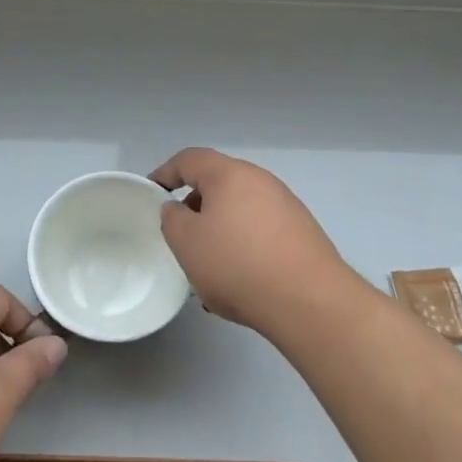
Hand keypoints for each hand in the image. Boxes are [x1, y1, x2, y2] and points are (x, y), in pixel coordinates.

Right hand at [151, 148, 354, 337]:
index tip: (151, 193)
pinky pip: (260, 232)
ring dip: (219, 231)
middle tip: (180, 235)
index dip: (166, 173)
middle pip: (218, 184)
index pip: (190, 159)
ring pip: (240, 211)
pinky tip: (239, 284)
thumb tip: (177, 208)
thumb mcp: (186, 242)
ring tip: (208, 269)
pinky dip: (243, 248)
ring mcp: (286, 206)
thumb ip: (172, 218)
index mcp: (230, 174)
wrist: (310, 302)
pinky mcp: (302, 234)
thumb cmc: (238, 264)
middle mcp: (261, 181)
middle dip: (195, 206)